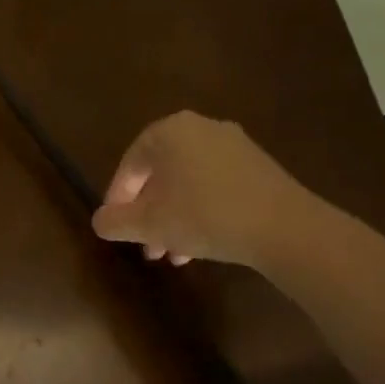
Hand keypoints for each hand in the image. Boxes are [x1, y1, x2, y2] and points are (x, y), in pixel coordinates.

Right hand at [90, 110, 313, 267]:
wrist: (284, 227)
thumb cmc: (204, 216)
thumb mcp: (148, 224)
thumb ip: (115, 221)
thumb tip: (101, 221)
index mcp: (170, 132)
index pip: (130, 164)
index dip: (117, 199)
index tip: (117, 227)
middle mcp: (201, 129)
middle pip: (160, 174)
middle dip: (149, 214)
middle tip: (146, 246)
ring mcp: (234, 146)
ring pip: (188, 184)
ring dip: (173, 218)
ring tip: (172, 254)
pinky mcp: (258, 167)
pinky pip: (215, 186)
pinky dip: (200, 212)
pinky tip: (200, 245)